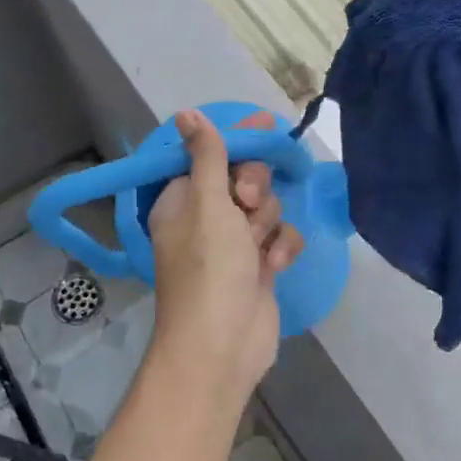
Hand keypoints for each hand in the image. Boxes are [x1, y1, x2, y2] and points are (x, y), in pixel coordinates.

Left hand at [147, 110, 304, 403]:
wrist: (223, 345)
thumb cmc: (208, 268)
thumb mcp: (207, 203)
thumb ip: (206, 156)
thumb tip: (184, 114)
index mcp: (181, 200)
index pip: (209, 156)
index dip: (236, 141)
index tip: (265, 125)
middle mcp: (205, 219)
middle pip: (242, 179)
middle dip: (253, 187)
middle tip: (246, 202)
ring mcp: (233, 245)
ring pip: (264, 208)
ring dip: (266, 222)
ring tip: (257, 245)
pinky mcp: (258, 267)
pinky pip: (277, 238)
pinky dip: (279, 247)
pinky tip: (274, 264)